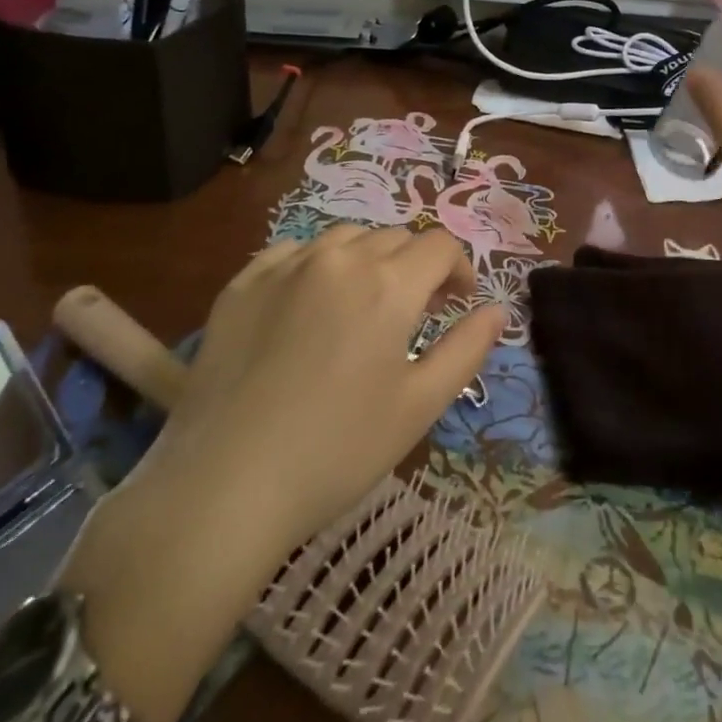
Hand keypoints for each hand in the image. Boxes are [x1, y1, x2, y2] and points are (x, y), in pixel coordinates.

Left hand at [138, 225, 504, 553]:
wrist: (223, 483)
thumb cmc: (337, 450)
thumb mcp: (419, 405)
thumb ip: (467, 348)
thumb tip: (498, 309)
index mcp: (387, 283)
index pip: (439, 245)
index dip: (459, 268)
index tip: (457, 304)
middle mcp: (338, 258)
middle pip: (395, 237)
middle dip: (416, 266)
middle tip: (414, 313)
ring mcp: (284, 265)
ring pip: (344, 238)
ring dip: (368, 259)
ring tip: (362, 304)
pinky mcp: (242, 283)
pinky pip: (292, 252)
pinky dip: (315, 265)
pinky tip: (308, 304)